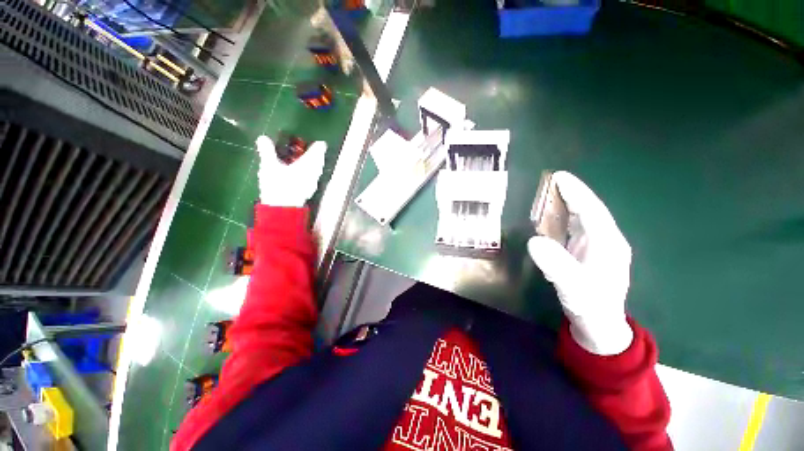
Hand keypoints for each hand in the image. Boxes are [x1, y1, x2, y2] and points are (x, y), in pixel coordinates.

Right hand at [256, 135, 325, 206]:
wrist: (280, 213)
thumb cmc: (277, 187)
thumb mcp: (269, 166)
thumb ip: (266, 151)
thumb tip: (261, 138)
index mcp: (309, 162)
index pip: (319, 147)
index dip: (314, 142)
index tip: (305, 140)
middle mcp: (314, 172)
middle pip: (318, 158)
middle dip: (310, 153)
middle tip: (298, 150)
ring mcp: (312, 184)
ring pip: (314, 170)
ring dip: (308, 165)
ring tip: (294, 162)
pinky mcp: (306, 194)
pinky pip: (309, 179)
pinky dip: (304, 176)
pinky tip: (293, 177)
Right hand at [527, 171, 632, 355]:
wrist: (602, 330)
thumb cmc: (591, 309)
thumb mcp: (573, 289)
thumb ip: (556, 264)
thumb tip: (534, 240)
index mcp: (609, 244)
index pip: (592, 210)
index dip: (576, 192)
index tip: (558, 177)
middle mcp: (610, 241)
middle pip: (592, 211)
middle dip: (574, 196)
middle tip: (552, 183)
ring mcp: (605, 249)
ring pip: (590, 220)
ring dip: (573, 207)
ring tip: (553, 196)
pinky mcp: (598, 257)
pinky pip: (586, 232)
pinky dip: (573, 222)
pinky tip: (562, 221)